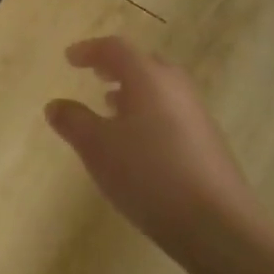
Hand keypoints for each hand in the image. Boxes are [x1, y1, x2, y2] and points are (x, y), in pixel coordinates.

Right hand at [45, 36, 256, 259]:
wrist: (217, 225)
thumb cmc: (148, 175)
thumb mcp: (96, 147)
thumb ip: (73, 121)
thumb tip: (55, 105)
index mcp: (148, 79)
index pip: (116, 49)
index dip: (90, 49)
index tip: (69, 58)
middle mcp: (176, 88)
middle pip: (144, 64)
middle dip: (117, 67)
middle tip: (96, 75)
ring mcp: (197, 115)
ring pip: (160, 90)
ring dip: (134, 92)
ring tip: (111, 107)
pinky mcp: (208, 143)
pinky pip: (172, 114)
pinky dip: (149, 114)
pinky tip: (138, 144)